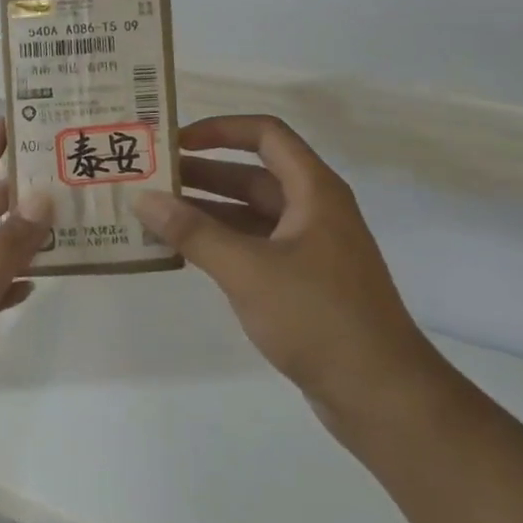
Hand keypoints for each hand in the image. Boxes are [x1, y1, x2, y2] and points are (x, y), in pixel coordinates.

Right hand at [134, 115, 438, 426]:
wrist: (379, 393)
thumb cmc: (317, 317)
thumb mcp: (248, 269)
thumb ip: (193, 232)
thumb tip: (143, 198)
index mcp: (314, 191)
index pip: (265, 134)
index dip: (220, 129)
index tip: (174, 141)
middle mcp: (314, 210)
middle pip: (253, 173)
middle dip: (203, 172)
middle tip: (150, 178)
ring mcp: (309, 247)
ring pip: (251, 213)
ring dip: (207, 210)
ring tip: (155, 213)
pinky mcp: (302, 281)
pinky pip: (254, 246)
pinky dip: (221, 243)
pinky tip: (184, 252)